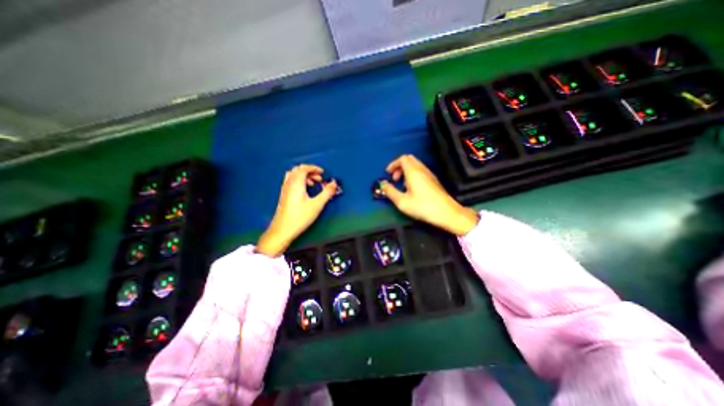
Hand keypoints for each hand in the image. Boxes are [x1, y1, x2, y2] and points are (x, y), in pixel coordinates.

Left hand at [256, 164, 338, 255]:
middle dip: (310, 171)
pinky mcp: (284, 195)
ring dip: (304, 176)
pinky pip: (291, 182)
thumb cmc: (300, 217)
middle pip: (298, 170)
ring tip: (313, 184)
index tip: (322, 172)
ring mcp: (285, 189)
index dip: (314, 168)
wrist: (283, 229)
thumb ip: (327, 193)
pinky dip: (299, 181)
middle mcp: (289, 184)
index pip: (303, 168)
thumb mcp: (317, 204)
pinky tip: (305, 191)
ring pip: (294, 175)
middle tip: (319, 178)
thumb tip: (334, 184)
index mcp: (296, 183)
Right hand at [379, 156, 478, 237]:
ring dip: (405, 171)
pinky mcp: (433, 180)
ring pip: (415, 165)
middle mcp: (422, 169)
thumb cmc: (423, 207)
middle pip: (409, 159)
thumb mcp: (402, 202)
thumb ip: (390, 191)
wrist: (446, 213)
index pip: (402, 158)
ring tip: (401, 184)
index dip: (393, 164)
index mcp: (413, 172)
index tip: (388, 174)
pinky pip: (420, 171)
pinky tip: (411, 188)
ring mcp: (429, 174)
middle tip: (394, 178)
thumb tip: (383, 184)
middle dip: (399, 166)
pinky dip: (412, 174)